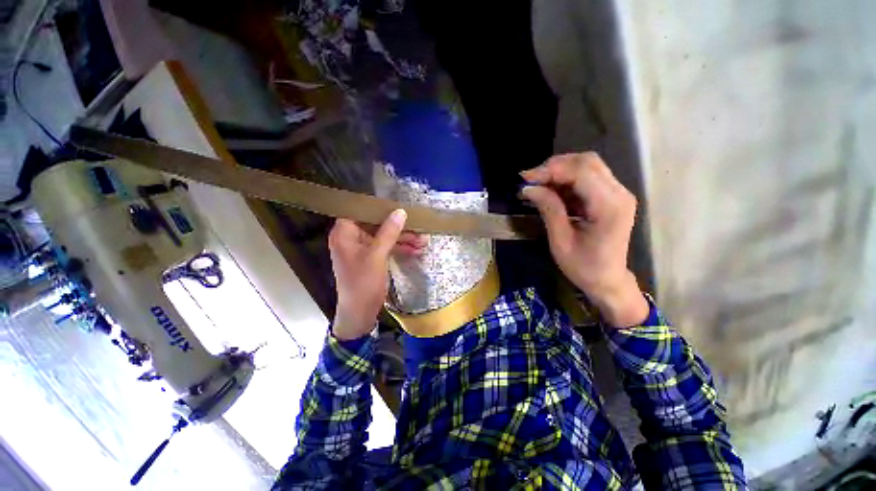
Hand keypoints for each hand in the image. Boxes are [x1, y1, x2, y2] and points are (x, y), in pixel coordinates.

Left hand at [328, 210, 425, 339]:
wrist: (360, 313)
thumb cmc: (363, 283)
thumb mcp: (377, 256)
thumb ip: (388, 232)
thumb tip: (400, 211)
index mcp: (344, 233)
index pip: (359, 211)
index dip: (377, 206)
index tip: (397, 203)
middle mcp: (351, 237)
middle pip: (376, 224)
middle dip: (398, 227)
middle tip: (418, 227)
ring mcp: (362, 248)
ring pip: (384, 236)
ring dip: (403, 239)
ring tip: (423, 240)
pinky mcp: (371, 257)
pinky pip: (386, 247)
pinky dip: (399, 248)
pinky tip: (416, 250)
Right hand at [521, 152, 648, 326]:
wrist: (608, 281)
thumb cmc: (584, 267)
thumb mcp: (560, 241)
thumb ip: (548, 209)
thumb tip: (528, 188)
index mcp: (609, 206)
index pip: (581, 172)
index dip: (551, 170)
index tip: (526, 178)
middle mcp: (619, 193)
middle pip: (587, 162)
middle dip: (555, 166)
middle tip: (531, 180)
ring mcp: (617, 193)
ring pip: (588, 166)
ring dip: (560, 172)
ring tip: (537, 185)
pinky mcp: (611, 197)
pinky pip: (588, 178)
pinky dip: (566, 180)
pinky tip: (550, 191)